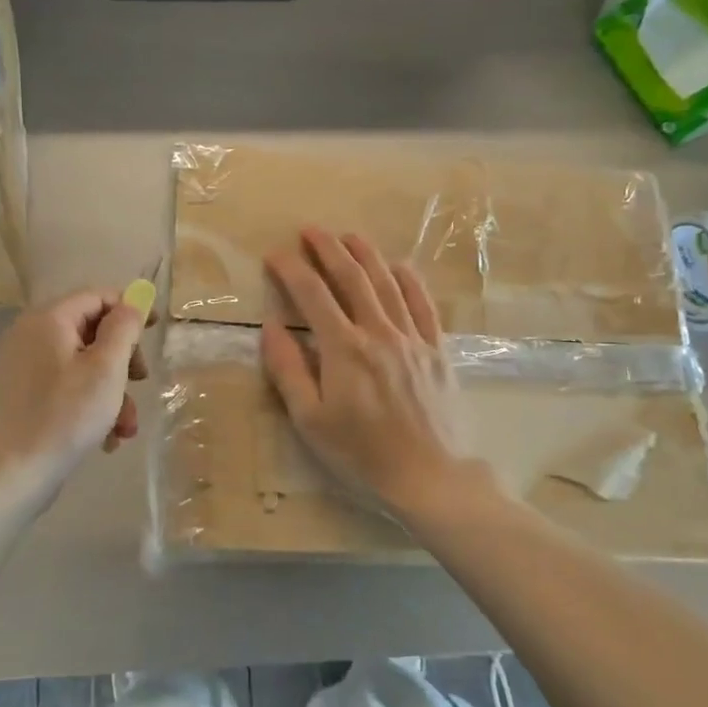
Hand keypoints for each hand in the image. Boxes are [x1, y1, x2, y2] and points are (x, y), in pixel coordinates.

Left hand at [0, 289, 150, 513]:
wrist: (13, 474)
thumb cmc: (66, 416)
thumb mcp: (107, 369)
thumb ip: (123, 328)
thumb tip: (133, 302)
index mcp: (48, 319)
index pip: (97, 296)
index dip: (129, 310)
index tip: (154, 334)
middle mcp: (31, 335)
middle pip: (91, 331)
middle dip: (122, 360)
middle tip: (141, 382)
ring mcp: (24, 367)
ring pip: (82, 365)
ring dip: (112, 391)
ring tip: (126, 428)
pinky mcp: (23, 396)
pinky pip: (66, 387)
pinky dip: (90, 406)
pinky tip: (105, 438)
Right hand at [261, 229, 475, 515]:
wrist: (431, 476)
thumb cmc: (362, 453)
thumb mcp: (311, 420)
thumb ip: (288, 370)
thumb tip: (271, 328)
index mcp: (344, 348)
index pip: (312, 295)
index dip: (291, 270)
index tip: (275, 255)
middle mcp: (379, 332)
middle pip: (352, 277)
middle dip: (328, 249)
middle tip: (310, 230)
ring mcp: (413, 338)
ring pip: (387, 282)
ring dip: (366, 254)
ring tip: (348, 236)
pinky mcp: (437, 349)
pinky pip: (423, 303)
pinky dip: (409, 280)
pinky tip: (399, 266)